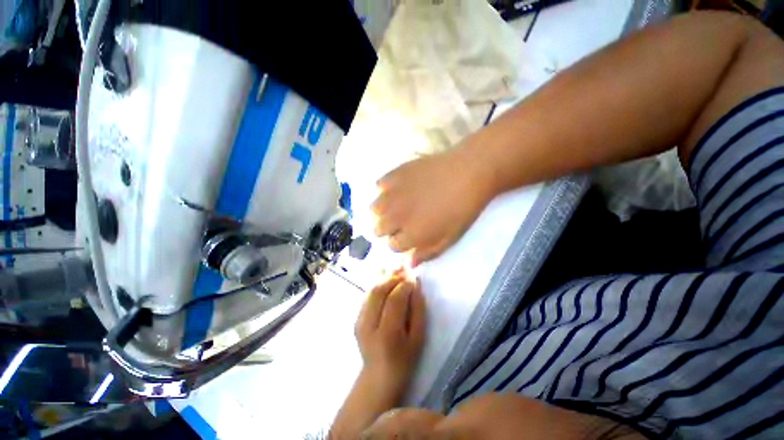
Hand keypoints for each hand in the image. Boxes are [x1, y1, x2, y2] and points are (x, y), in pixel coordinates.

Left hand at [355, 276, 425, 394]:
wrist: (378, 376)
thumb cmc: (404, 360)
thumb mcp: (419, 338)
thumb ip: (418, 309)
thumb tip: (416, 285)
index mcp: (387, 334)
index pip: (394, 300)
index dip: (404, 286)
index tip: (413, 279)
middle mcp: (368, 325)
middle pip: (378, 291)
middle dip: (393, 278)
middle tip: (405, 273)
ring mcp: (359, 321)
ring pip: (371, 291)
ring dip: (384, 280)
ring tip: (397, 275)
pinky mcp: (356, 318)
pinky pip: (367, 295)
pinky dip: (378, 286)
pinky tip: (387, 284)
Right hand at [371, 144, 493, 265]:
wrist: (467, 174)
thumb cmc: (462, 210)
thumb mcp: (449, 239)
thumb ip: (427, 253)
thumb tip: (409, 264)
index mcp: (410, 236)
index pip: (392, 246)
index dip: (401, 243)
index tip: (407, 236)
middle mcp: (395, 218)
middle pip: (378, 229)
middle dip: (387, 229)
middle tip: (400, 222)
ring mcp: (391, 196)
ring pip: (374, 209)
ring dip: (383, 211)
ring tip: (395, 206)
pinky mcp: (393, 176)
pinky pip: (379, 186)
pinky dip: (385, 189)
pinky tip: (398, 188)